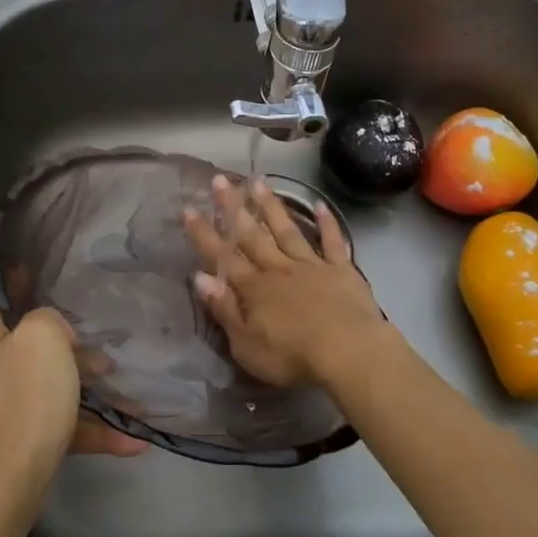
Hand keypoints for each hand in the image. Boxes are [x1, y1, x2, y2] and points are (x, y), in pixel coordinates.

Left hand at [0, 295, 145, 507]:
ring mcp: (3, 409)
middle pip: (34, 346)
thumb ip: (49, 319)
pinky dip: (92, 432)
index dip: (23, 282)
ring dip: (89, 391)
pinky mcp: (19, 444)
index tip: (54, 277)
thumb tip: (55, 335)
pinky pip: (61, 428)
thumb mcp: (41, 338)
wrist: (2, 488)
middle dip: (73, 348)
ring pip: (52, 388)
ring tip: (129, 395)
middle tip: (108, 349)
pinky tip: (132, 443)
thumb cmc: (23, 401)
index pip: (1, 296)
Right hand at [182, 175, 387, 388]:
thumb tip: (200, 277)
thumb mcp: (246, 344)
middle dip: (233, 208)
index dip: (204, 234)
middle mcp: (278, 269)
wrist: (348, 352)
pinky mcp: (341, 270)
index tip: (188, 209)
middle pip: (252, 235)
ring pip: (286, 231)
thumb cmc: (292, 356)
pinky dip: (327, 223)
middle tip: (219, 180)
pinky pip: (332, 242)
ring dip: (271, 207)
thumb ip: (224, 309)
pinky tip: (320, 205)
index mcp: (253, 288)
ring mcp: (311, 266)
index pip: (223, 257)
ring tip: (258, 182)